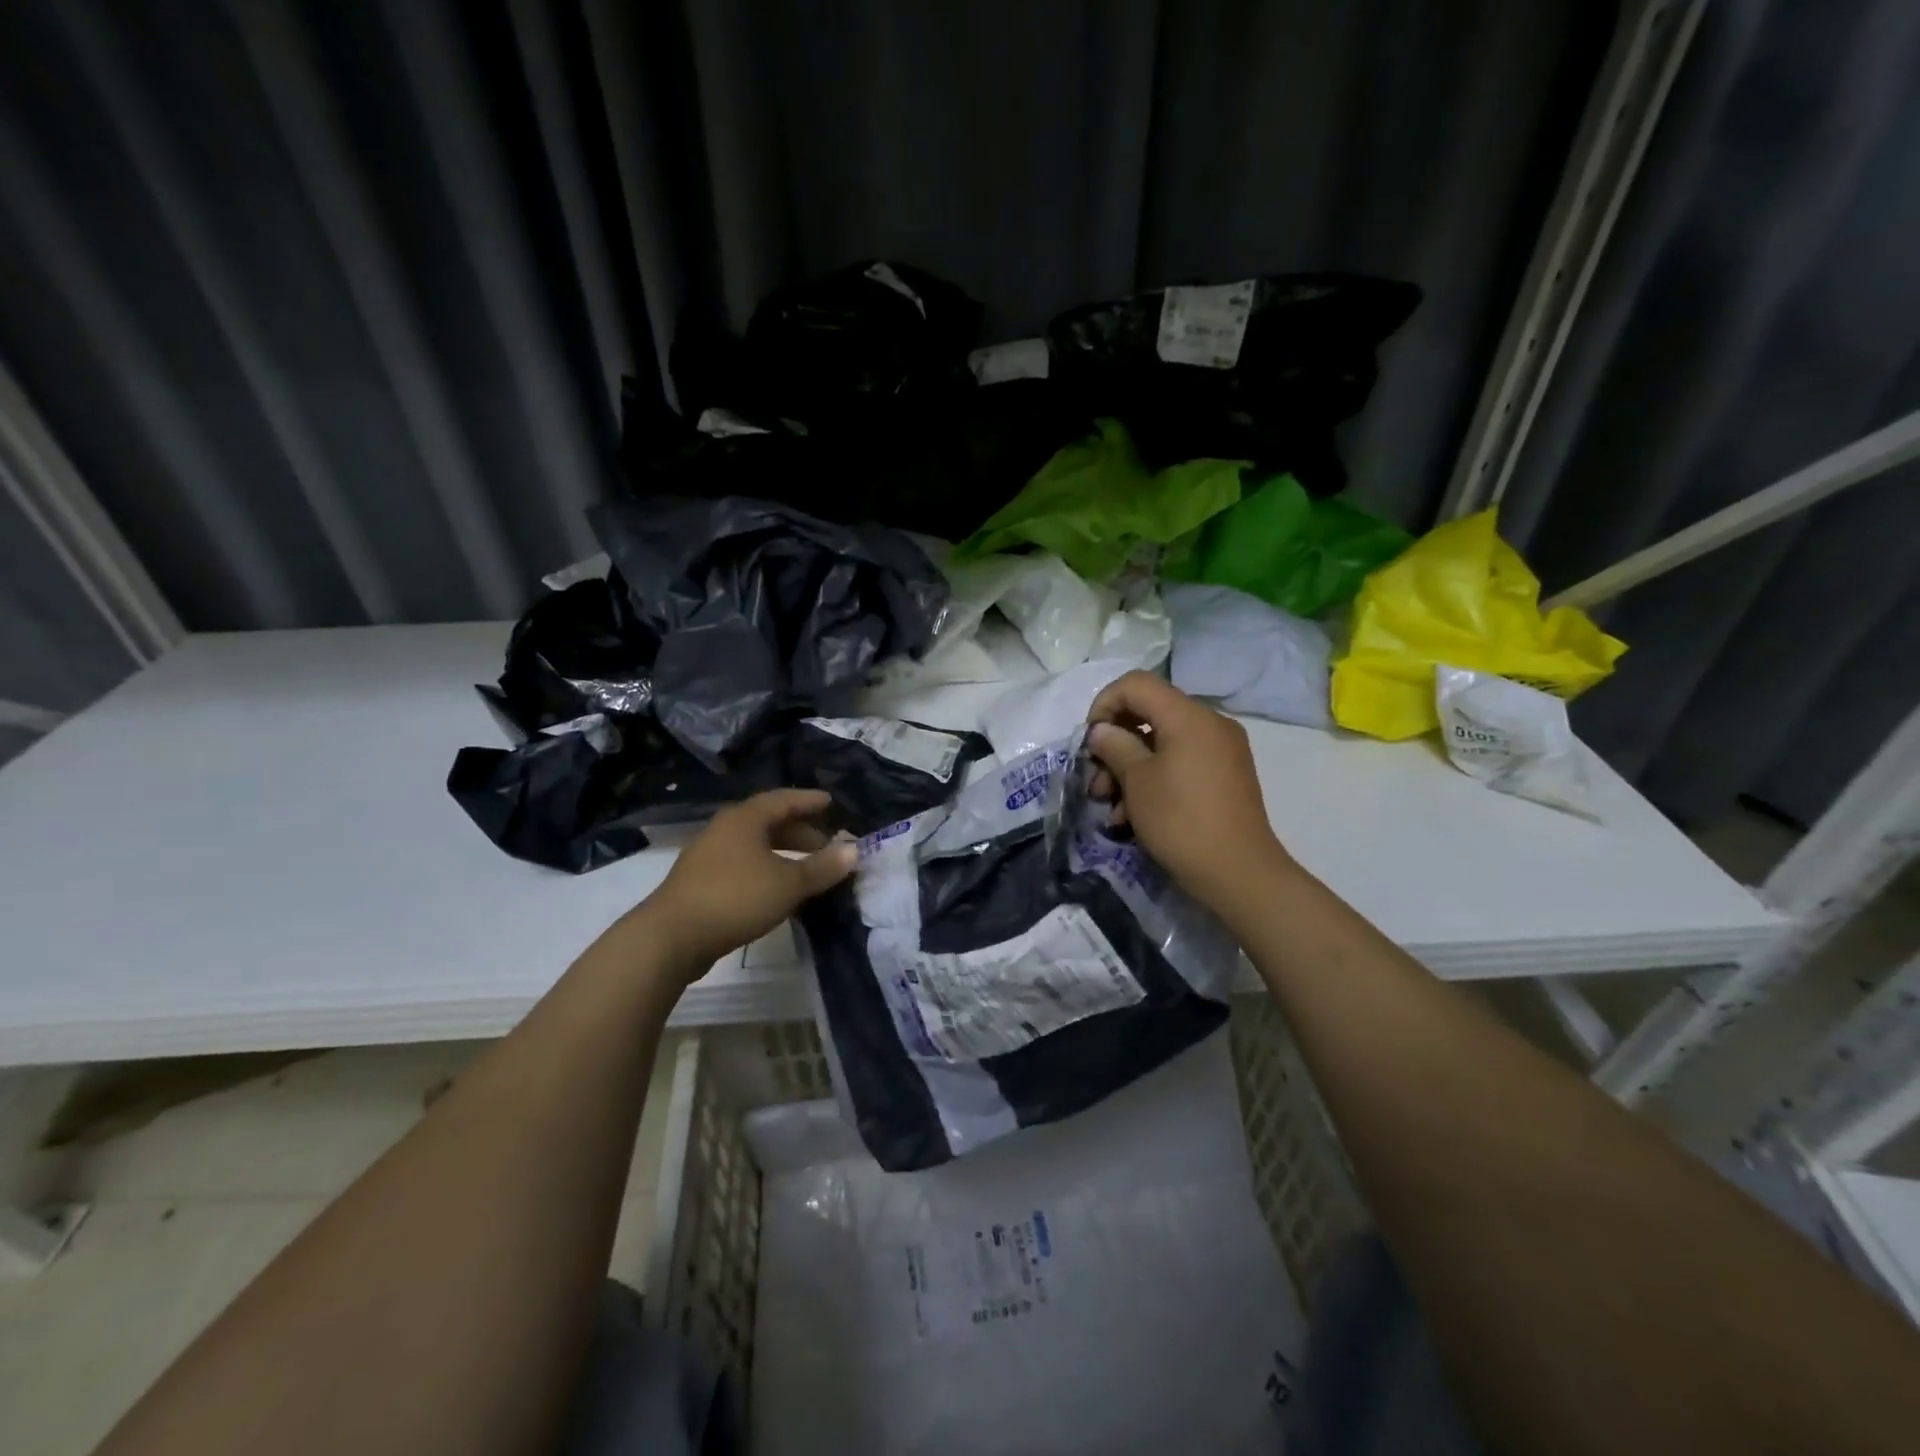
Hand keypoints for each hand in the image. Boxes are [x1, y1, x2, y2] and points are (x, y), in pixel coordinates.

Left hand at [638, 789, 856, 976]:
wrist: (671, 937)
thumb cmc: (735, 898)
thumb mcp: (788, 883)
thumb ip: (822, 867)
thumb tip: (854, 850)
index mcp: (745, 819)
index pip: (784, 799)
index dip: (809, 801)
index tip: (831, 802)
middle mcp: (724, 829)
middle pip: (768, 822)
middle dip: (800, 831)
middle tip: (826, 844)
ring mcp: (708, 856)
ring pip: (754, 845)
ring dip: (783, 853)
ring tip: (806, 869)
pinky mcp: (700, 882)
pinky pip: (742, 865)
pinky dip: (766, 869)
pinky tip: (777, 890)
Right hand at [1086, 672, 1292, 913]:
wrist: (1240, 874)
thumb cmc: (1181, 821)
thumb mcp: (1137, 782)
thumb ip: (1114, 746)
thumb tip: (1102, 731)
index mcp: (1188, 716)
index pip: (1136, 684)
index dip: (1104, 704)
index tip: (1090, 741)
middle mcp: (1209, 724)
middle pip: (1148, 714)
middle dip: (1115, 745)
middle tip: (1096, 781)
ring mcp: (1221, 750)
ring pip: (1162, 743)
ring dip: (1129, 768)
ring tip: (1111, 807)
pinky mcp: (1225, 776)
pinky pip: (1181, 763)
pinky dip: (1154, 779)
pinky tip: (1133, 816)